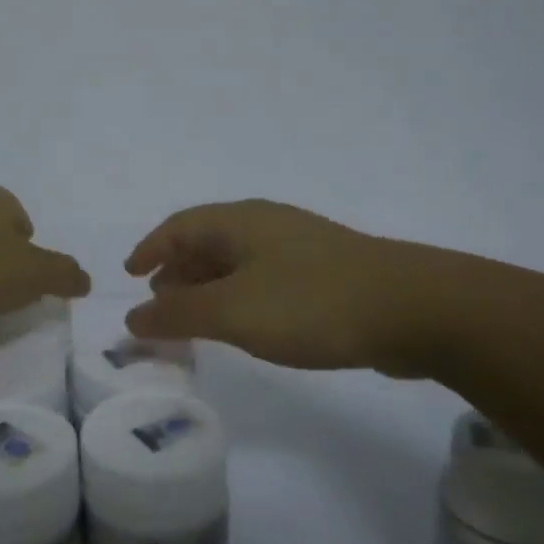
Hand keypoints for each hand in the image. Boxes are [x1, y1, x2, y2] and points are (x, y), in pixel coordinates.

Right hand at [124, 200, 477, 375]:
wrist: (412, 309)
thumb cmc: (310, 303)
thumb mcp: (233, 312)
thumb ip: (178, 314)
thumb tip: (133, 316)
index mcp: (239, 222)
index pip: (179, 226)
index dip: (150, 248)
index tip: (130, 275)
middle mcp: (266, 225)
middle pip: (207, 240)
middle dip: (177, 270)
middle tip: (159, 302)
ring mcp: (300, 247)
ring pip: (237, 260)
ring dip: (208, 285)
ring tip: (194, 316)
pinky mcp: (325, 273)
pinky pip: (264, 277)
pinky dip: (239, 295)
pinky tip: (246, 322)